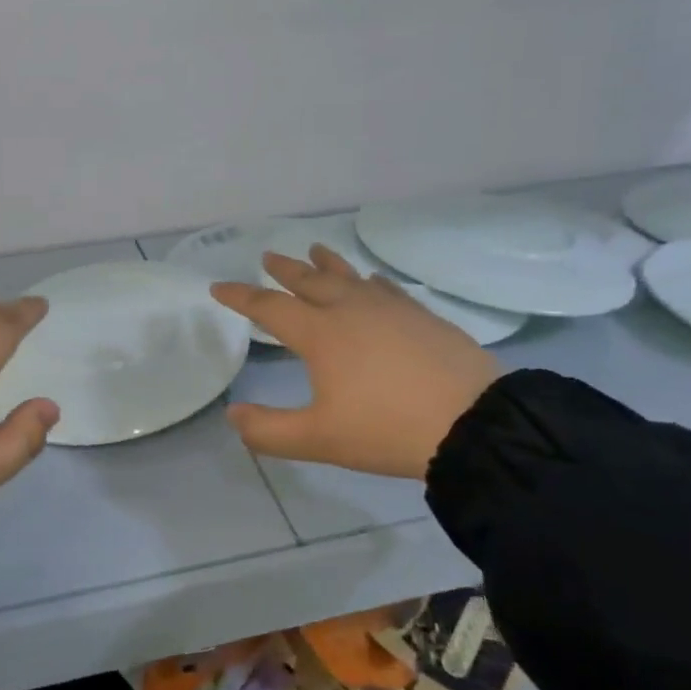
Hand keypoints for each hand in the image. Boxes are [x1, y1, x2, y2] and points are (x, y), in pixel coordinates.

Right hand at [212, 247, 499, 480]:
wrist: (471, 422)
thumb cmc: (386, 429)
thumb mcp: (318, 439)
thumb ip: (268, 430)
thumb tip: (233, 415)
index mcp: (320, 334)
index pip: (269, 307)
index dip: (241, 297)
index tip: (218, 286)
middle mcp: (350, 309)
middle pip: (309, 281)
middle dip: (284, 269)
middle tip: (268, 256)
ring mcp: (389, 308)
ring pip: (349, 276)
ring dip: (327, 263)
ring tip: (314, 249)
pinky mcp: (421, 315)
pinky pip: (386, 288)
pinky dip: (370, 280)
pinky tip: (372, 280)